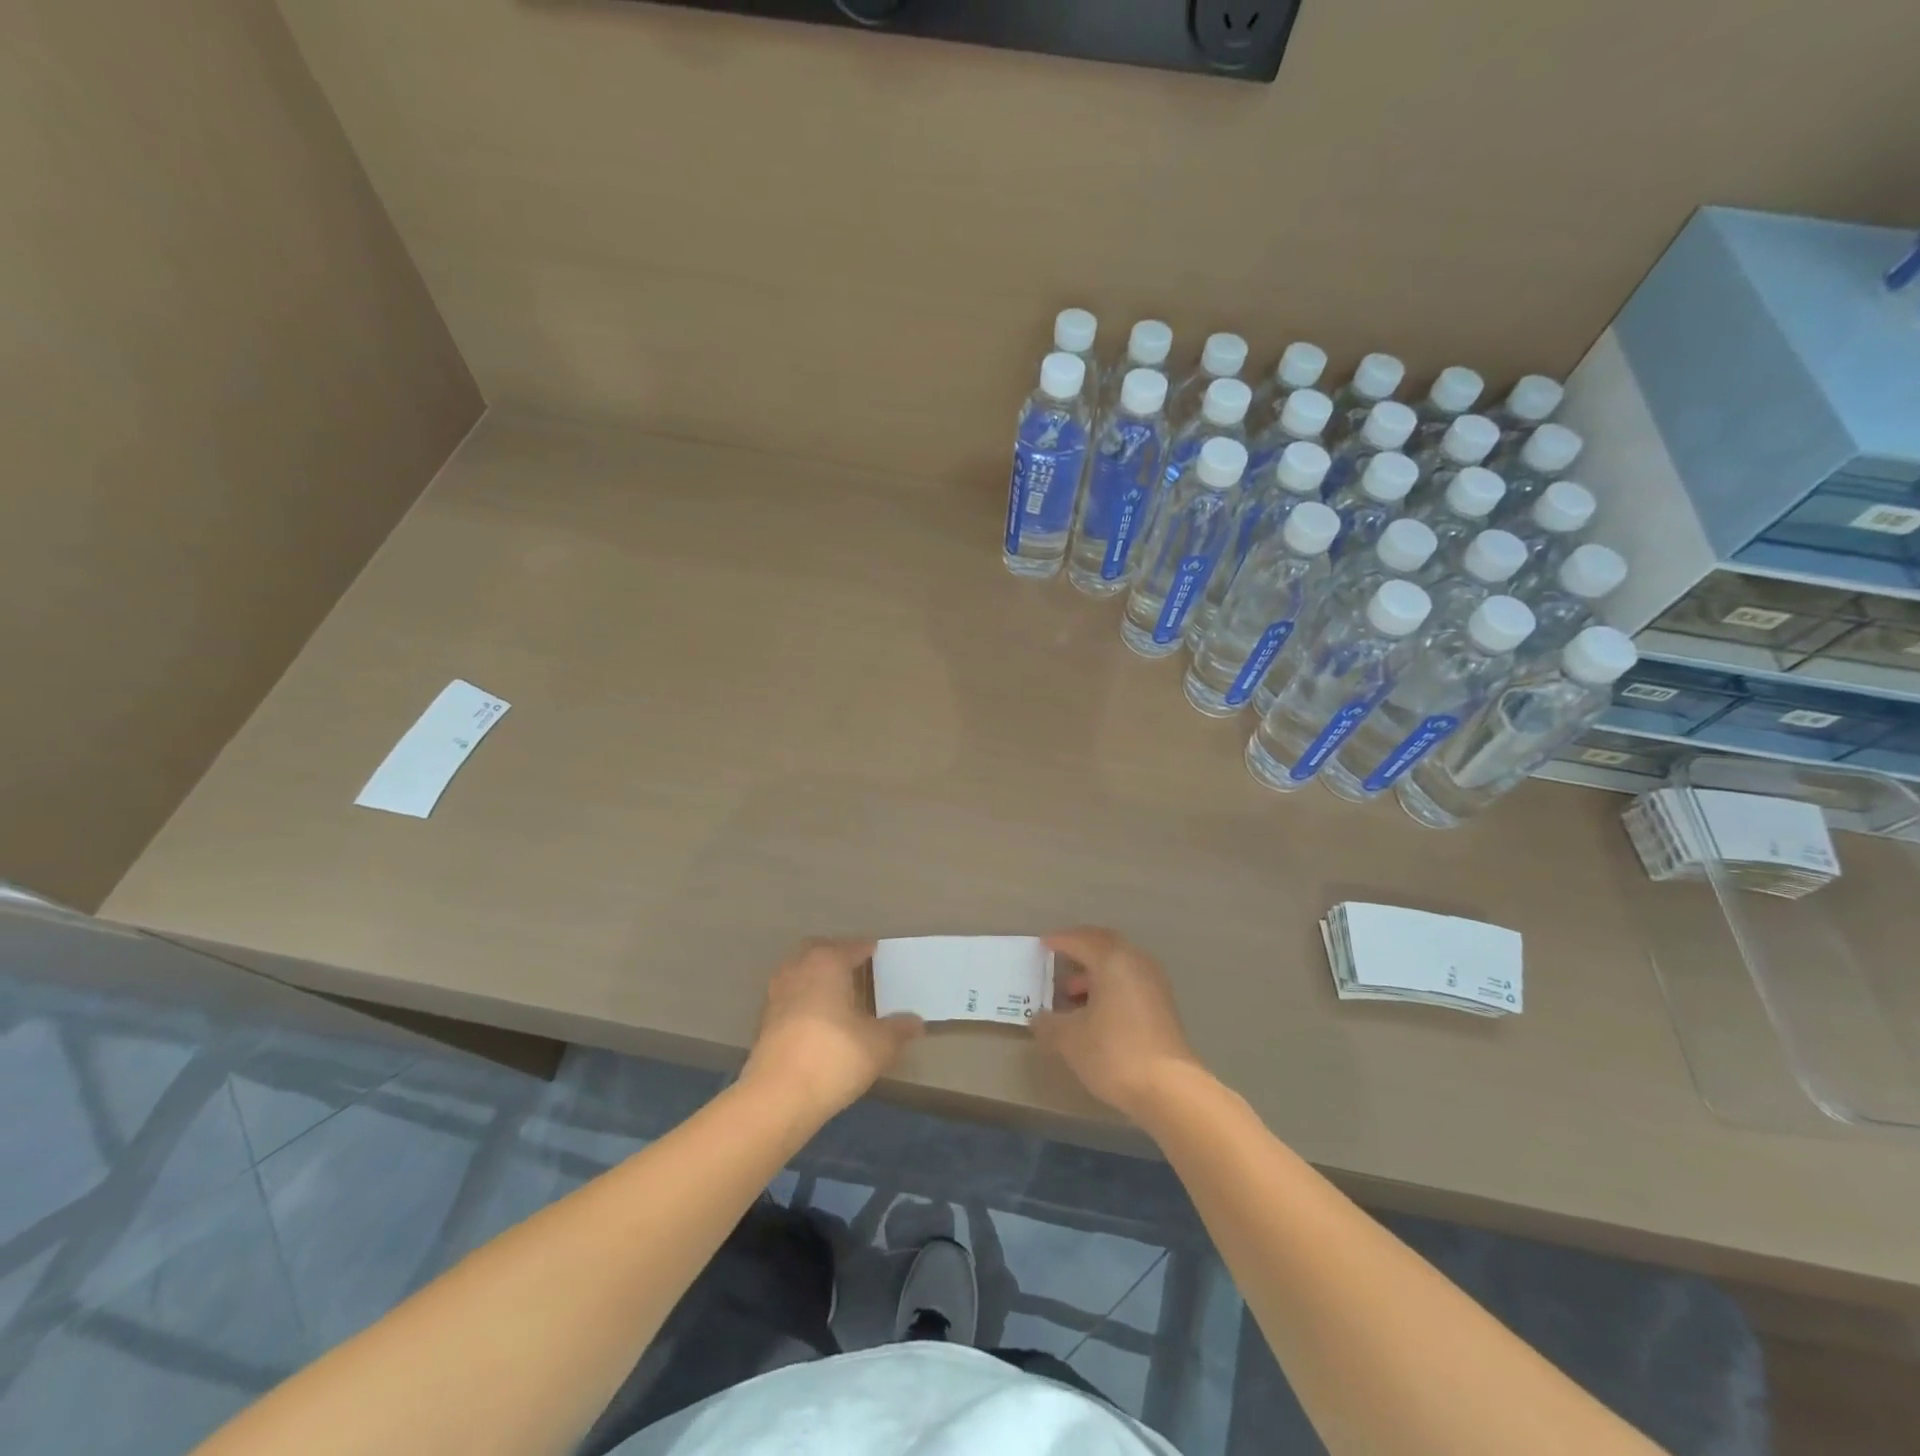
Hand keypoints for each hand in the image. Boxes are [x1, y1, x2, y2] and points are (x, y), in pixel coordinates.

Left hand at [742, 938, 922, 1118]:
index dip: (868, 950)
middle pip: (819, 950)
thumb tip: (916, 1022)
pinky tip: (818, 1020)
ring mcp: (776, 994)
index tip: (880, 956)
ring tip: (838, 995)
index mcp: (828, 962)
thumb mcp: (879, 1045)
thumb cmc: (834, 1057)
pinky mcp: (764, 1021)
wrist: (778, 1097)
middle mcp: (798, 969)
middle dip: (837, 955)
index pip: (852, 946)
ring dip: (817, 977)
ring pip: (799, 972)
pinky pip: (790, 996)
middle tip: (857, 968)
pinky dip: (804, 999)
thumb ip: (899, 1029)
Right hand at [1033, 927, 1203, 1118]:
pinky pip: (1130, 980)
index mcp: (1112, 960)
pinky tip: (1096, 1009)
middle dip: (1081, 948)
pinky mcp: (1163, 1005)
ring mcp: (1154, 983)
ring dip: (1095, 970)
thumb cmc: (1114, 1053)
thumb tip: (1037, 1018)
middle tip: (1059, 956)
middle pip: (1105, 943)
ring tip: (1071, 992)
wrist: (1169, 1089)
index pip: (1081, 940)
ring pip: (1120, 963)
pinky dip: (1110, 984)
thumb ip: (1049, 1023)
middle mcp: (1136, 962)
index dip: (1059, 941)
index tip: (1042, 945)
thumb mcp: (1070, 1039)